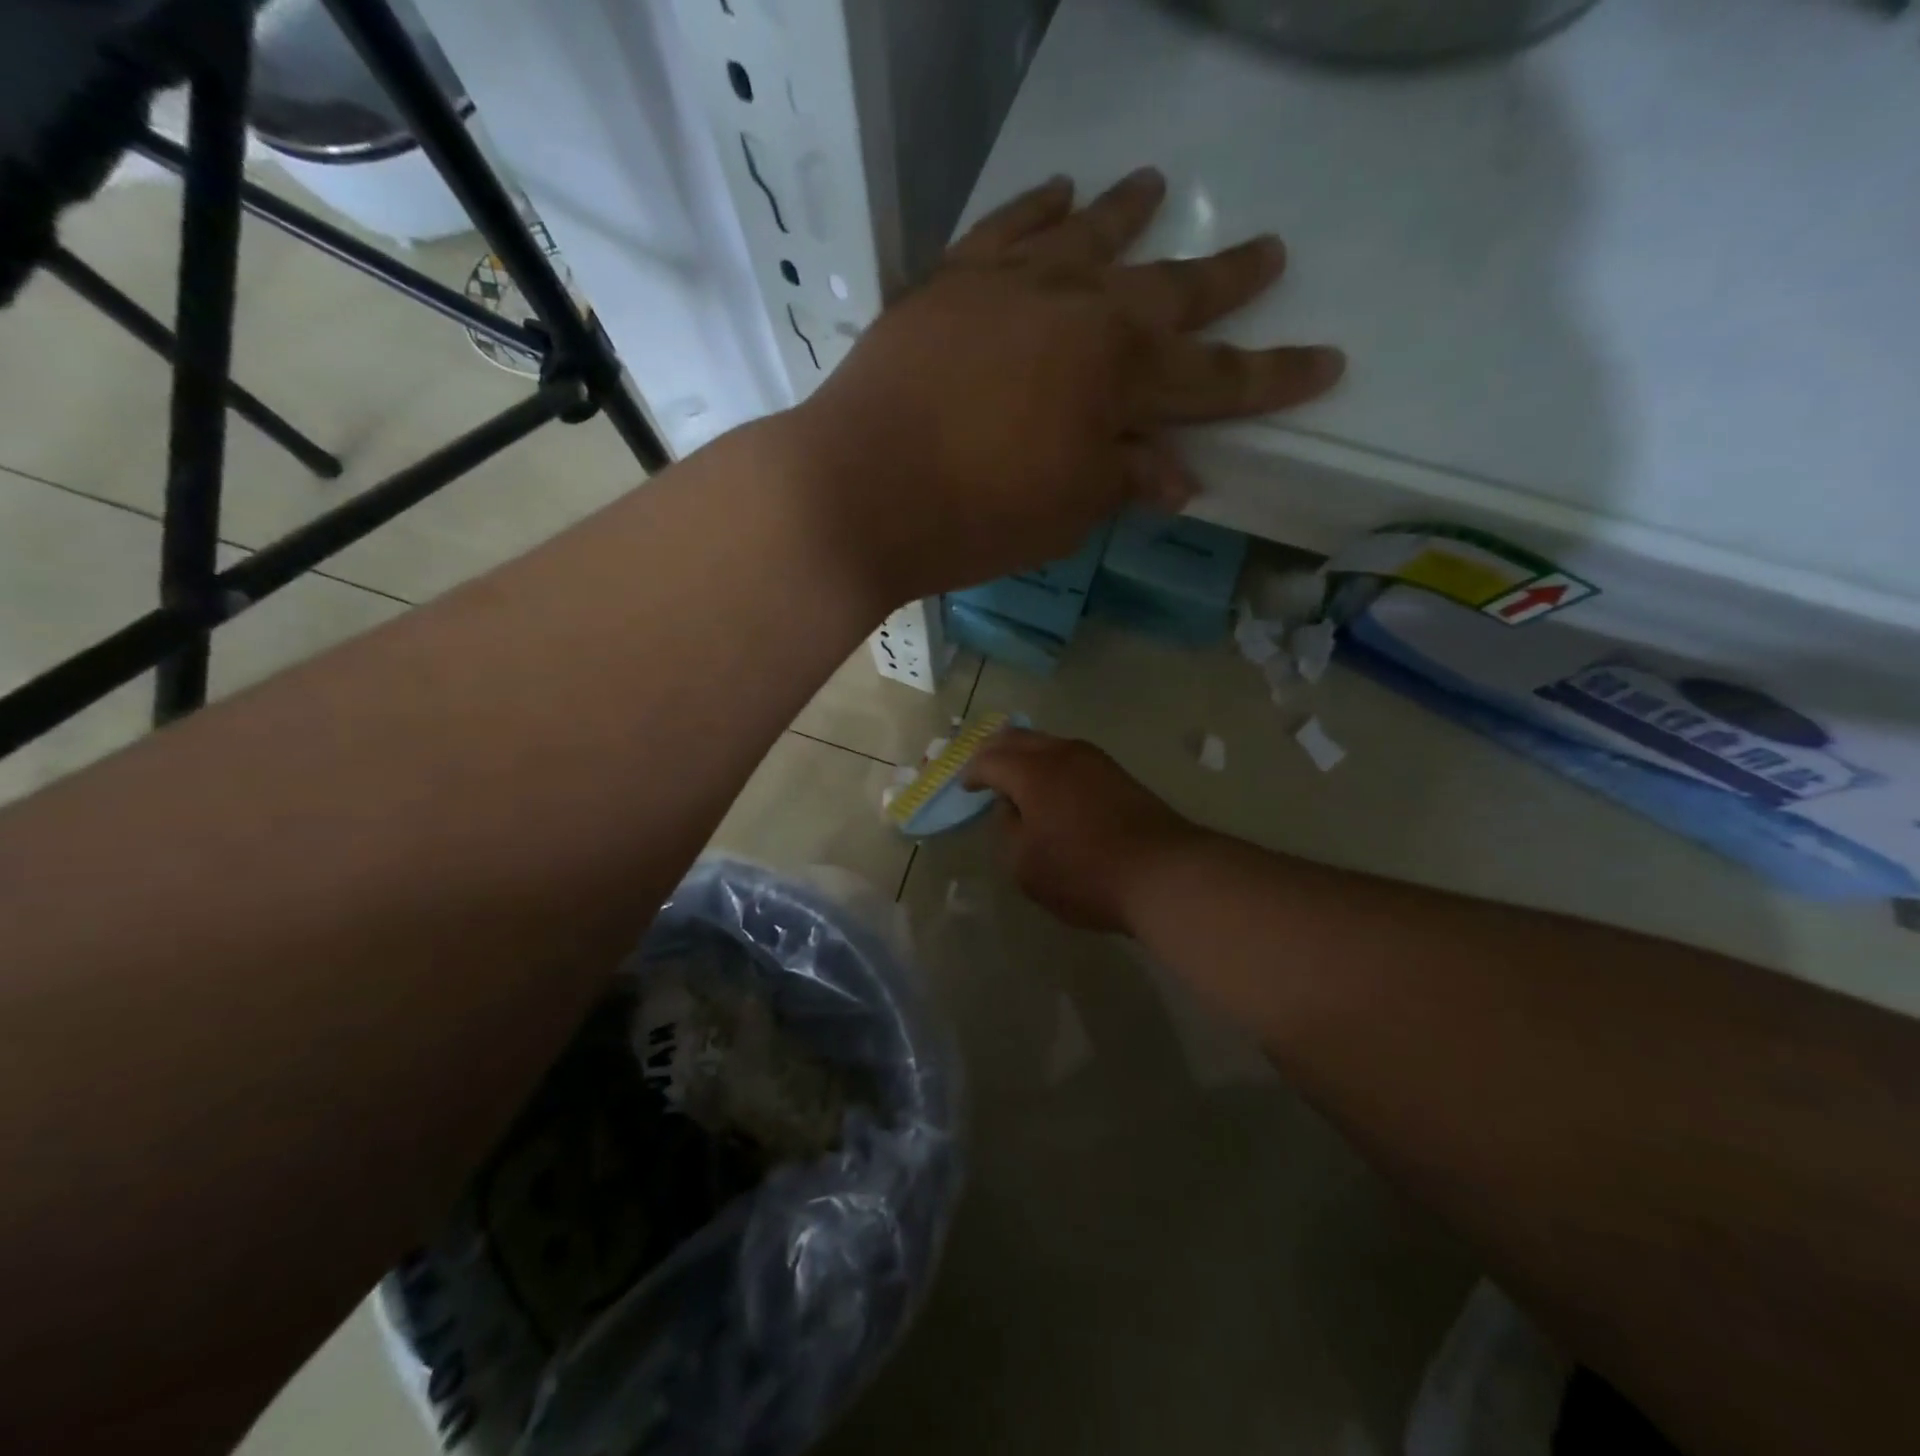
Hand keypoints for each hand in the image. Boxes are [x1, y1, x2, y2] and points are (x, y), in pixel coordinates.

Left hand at [792, 168, 1344, 602]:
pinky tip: (1059, 191)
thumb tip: (1177, 475)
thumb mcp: (1065, 513)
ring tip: (1158, 185)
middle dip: (1224, 279)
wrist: (858, 488)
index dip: (1273, 377)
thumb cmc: (973, 518)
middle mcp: (1078, 311)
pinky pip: (1006, 228)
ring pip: (1087, 235)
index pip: (1216, 382)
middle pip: (1167, 290)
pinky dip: (1037, 207)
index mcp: (1118, 378)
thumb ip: (1124, 480)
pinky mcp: (951, 281)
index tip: (1327, 360)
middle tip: (1269, 251)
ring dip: (1128, 213)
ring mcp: (1010, 286)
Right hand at [966, 729, 1203, 934]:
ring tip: (1016, 775)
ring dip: (1027, 754)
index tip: (966, 788)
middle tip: (983, 767)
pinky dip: (1051, 764)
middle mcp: (1062, 754)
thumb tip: (1014, 809)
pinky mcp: (1118, 774)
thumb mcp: (1026, 866)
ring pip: (1049, 743)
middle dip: (995, 750)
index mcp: (1032, 772)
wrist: (1164, 872)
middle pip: (1019, 738)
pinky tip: (1053, 787)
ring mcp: (1095, 760)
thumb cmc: (1084, 873)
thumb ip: (1009, 832)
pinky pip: (1071, 757)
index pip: (989, 760)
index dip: (972, 773)